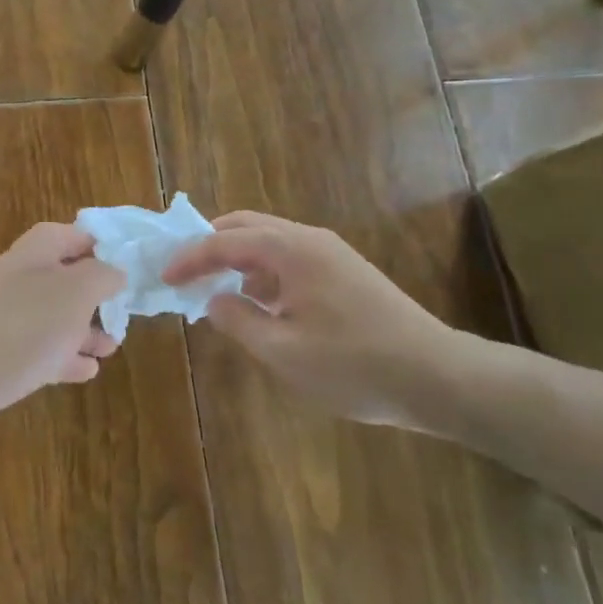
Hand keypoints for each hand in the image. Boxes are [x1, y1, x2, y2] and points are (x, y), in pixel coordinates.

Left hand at [0, 222, 124, 455]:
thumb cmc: (21, 326)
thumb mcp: (74, 292)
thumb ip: (101, 276)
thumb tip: (115, 270)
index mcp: (36, 253)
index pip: (70, 235)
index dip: (98, 244)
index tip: (128, 264)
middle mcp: (20, 281)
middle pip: (63, 279)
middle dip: (94, 295)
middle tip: (124, 313)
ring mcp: (6, 321)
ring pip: (53, 319)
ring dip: (83, 330)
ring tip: (112, 346)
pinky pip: (39, 354)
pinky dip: (64, 359)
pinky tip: (87, 372)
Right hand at [163, 210, 478, 431]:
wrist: (438, 377)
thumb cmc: (354, 366)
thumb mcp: (283, 352)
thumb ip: (238, 321)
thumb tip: (213, 299)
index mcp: (290, 250)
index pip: (224, 240)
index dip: (189, 257)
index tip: (164, 276)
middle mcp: (309, 239)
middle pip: (245, 226)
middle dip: (210, 245)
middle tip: (183, 270)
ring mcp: (331, 253)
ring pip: (268, 241)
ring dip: (237, 258)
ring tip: (216, 290)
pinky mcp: (345, 271)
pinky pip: (290, 258)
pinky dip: (262, 271)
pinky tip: (260, 304)